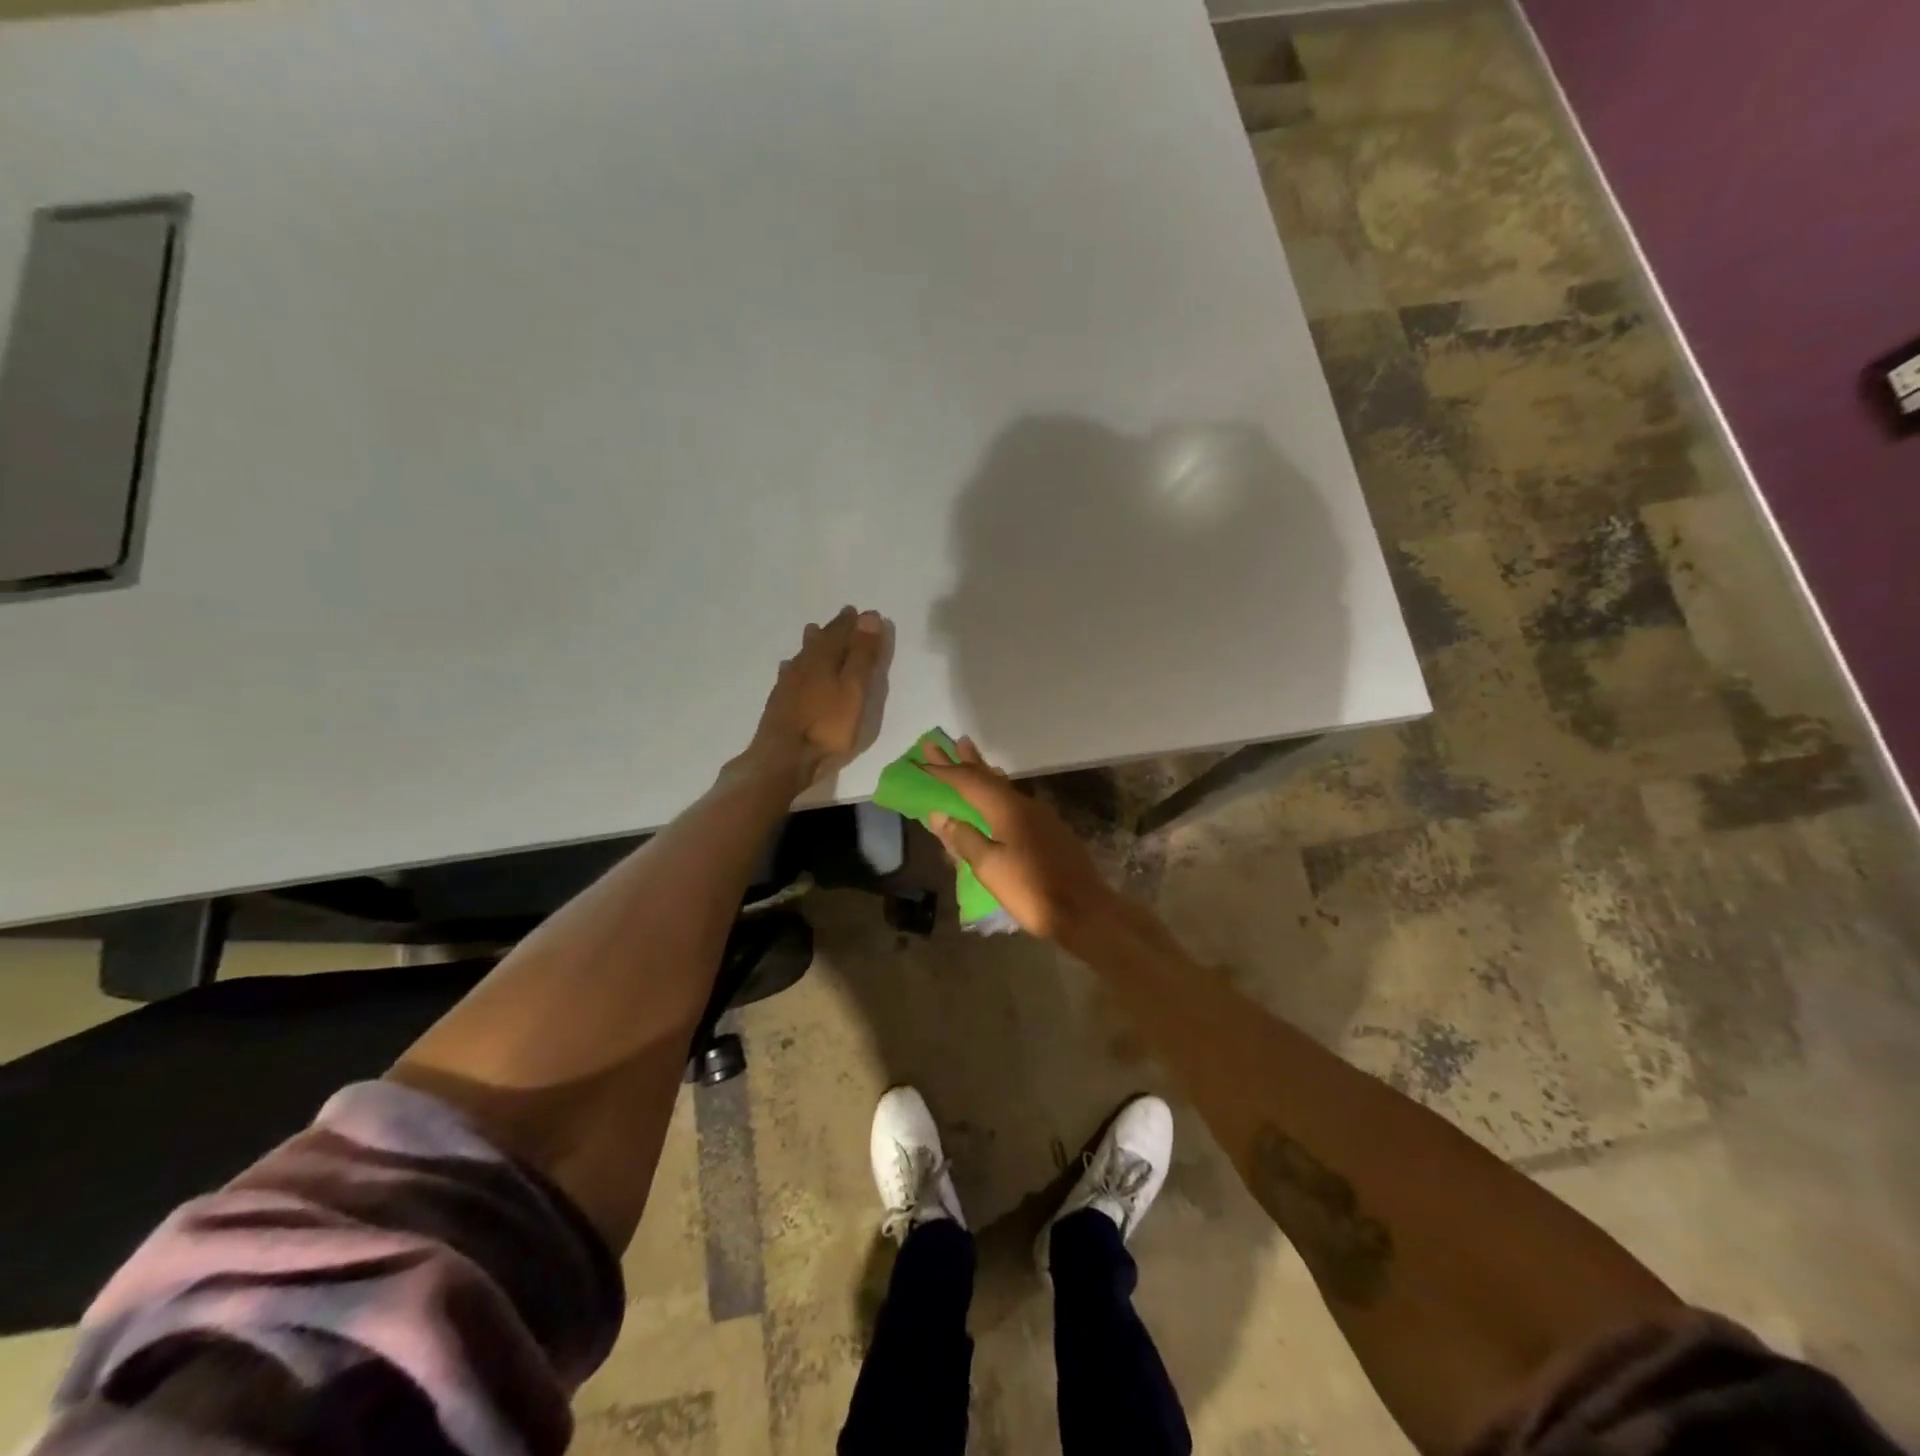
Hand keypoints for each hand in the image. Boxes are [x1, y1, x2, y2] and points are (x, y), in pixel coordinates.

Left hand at [745, 607, 886, 793]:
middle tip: (844, 616)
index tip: (865, 613)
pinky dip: (795, 665)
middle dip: (834, 628)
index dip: (854, 623)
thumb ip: (862, 655)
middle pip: (821, 639)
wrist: (783, 756)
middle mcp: (804, 664)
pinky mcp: (779, 700)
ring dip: (812, 642)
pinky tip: (790, 667)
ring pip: (802, 654)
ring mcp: (788, 682)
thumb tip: (869, 616)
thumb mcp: (854, 690)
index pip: (842, 632)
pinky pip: (789, 672)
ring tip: (814, 631)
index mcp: (824, 658)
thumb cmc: (827, 725)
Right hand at [921, 737, 1120, 942]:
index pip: (968, 782)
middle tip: (941, 743)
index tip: (921, 760)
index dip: (943, 771)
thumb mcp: (990, 868)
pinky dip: (997, 790)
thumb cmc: (1032, 890)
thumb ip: (964, 839)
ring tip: (968, 755)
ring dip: (982, 771)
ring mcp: (1040, 817)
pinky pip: (1014, 800)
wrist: (1084, 911)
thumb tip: (941, 815)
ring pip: (1003, 786)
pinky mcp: (1049, 831)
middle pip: (987, 777)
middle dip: (962, 761)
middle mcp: (1024, 804)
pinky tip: (997, 794)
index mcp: (1007, 809)